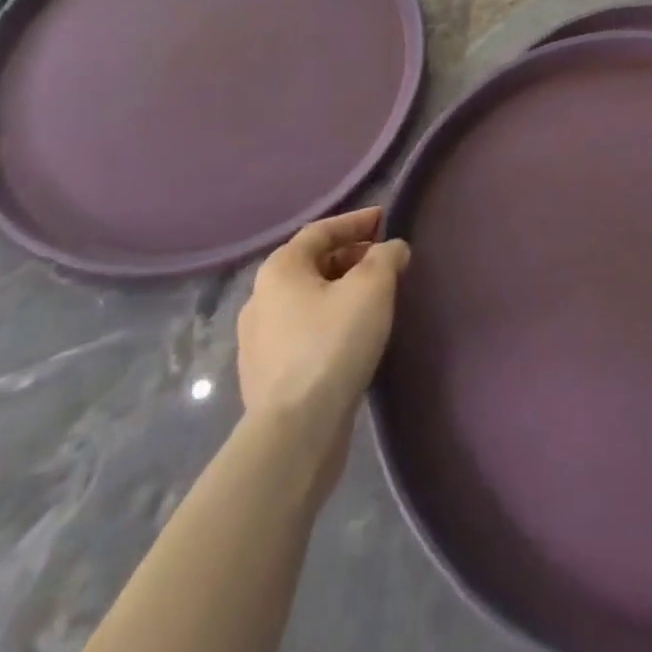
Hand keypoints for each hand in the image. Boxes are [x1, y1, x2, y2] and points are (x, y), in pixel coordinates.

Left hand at [236, 208, 410, 439]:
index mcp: (280, 269)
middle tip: (385, 260)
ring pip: (308, 300)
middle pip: (313, 264)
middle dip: (351, 257)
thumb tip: (392, 249)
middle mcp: (260, 298)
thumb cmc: (332, 344)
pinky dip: (330, 321)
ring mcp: (259, 341)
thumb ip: (386, 257)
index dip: (356, 221)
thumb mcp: (372, 287)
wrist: (295, 432)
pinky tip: (354, 336)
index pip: (321, 230)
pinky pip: (304, 332)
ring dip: (341, 291)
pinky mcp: (267, 376)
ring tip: (375, 298)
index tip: (386, 219)